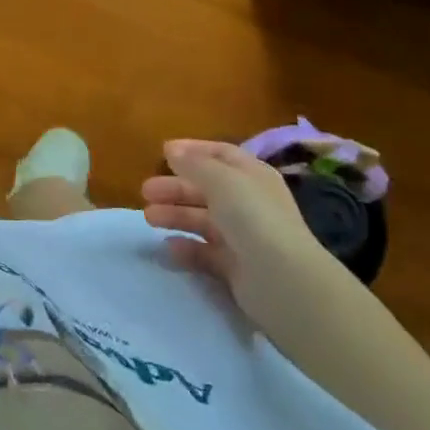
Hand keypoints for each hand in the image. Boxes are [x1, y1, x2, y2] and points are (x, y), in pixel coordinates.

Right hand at [142, 140, 330, 318]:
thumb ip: (194, 164)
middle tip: (145, 192)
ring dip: (175, 216)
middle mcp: (249, 203)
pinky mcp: (236, 267)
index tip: (162, 152)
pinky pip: (205, 253)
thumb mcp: (222, 181)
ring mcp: (243, 237)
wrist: (283, 281)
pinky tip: (170, 248)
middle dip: (175, 188)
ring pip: (202, 220)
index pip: (221, 155)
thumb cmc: (253, 218)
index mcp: (252, 176)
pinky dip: (187, 248)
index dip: (193, 151)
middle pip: (206, 189)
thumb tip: (172, 149)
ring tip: (149, 218)